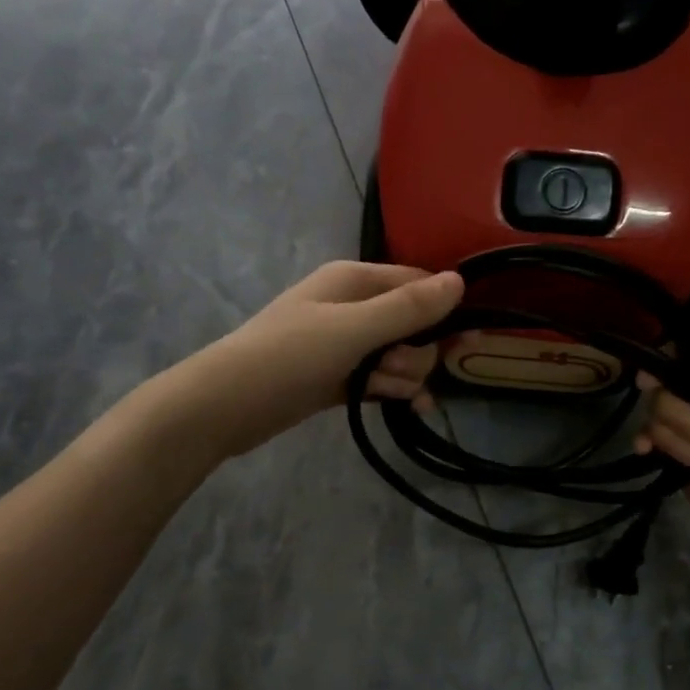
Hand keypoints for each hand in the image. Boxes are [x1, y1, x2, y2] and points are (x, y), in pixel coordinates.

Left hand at [194, 261, 463, 456]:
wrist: (225, 406)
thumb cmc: (289, 356)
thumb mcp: (353, 329)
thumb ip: (408, 308)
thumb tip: (460, 280)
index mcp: (355, 280)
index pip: (418, 284)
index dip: (443, 311)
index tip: (464, 342)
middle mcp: (354, 306)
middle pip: (414, 324)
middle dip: (415, 352)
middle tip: (392, 367)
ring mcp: (347, 343)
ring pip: (401, 356)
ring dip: (403, 375)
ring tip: (380, 390)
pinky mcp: (341, 376)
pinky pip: (383, 378)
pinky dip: (396, 390)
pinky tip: (413, 409)